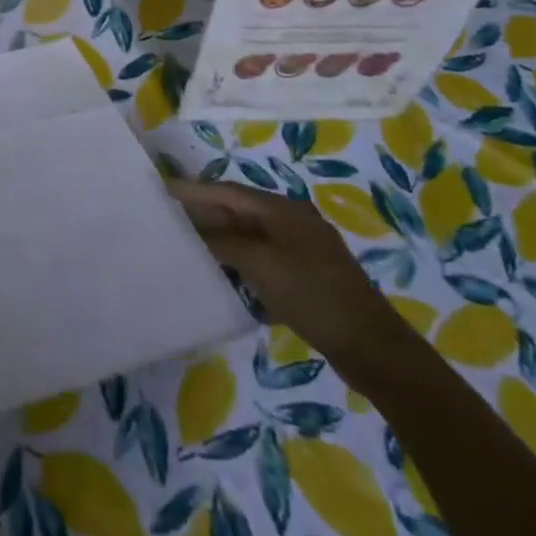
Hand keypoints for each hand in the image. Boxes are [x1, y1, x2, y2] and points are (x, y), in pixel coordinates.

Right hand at [167, 180, 406, 368]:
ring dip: (221, 240)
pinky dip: (240, 262)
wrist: (371, 346)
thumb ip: (223, 243)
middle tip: (169, 218)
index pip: (228, 192)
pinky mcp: (307, 278)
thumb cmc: (312, 294)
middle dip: (205, 214)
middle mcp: (292, 221)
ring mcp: (302, 250)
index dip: (195, 190)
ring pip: (251, 237)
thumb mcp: (261, 264)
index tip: (163, 189)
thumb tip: (194, 233)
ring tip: (188, 245)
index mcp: (282, 209)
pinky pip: (263, 260)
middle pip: (240, 211)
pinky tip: (223, 276)